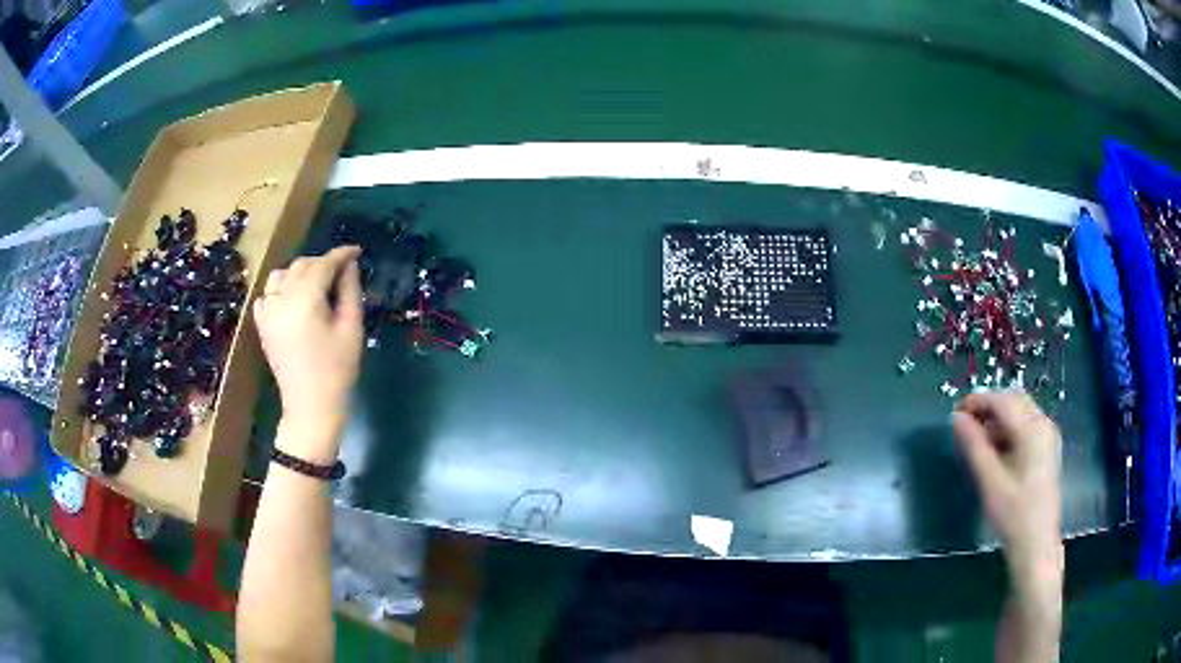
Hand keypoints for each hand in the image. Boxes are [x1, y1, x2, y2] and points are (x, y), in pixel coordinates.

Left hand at [253, 246, 362, 444]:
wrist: (311, 408)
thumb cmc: (338, 371)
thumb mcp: (351, 329)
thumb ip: (350, 291)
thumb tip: (350, 265)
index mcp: (304, 301)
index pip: (323, 265)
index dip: (341, 254)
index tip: (357, 251)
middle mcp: (280, 301)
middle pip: (300, 266)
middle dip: (322, 262)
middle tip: (343, 271)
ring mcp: (267, 313)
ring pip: (280, 276)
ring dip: (299, 272)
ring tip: (317, 283)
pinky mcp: (262, 325)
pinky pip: (267, 294)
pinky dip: (280, 289)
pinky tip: (294, 299)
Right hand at [952, 389, 1063, 593]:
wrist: (1036, 544)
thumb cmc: (1013, 514)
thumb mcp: (990, 482)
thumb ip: (974, 446)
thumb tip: (956, 418)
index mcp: (1032, 429)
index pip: (1002, 401)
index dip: (977, 401)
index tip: (955, 413)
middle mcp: (1043, 424)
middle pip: (1013, 401)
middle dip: (988, 407)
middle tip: (964, 425)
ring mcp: (1048, 435)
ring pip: (1020, 412)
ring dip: (998, 419)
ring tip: (977, 439)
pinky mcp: (1047, 448)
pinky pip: (1026, 425)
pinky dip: (1008, 429)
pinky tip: (996, 449)